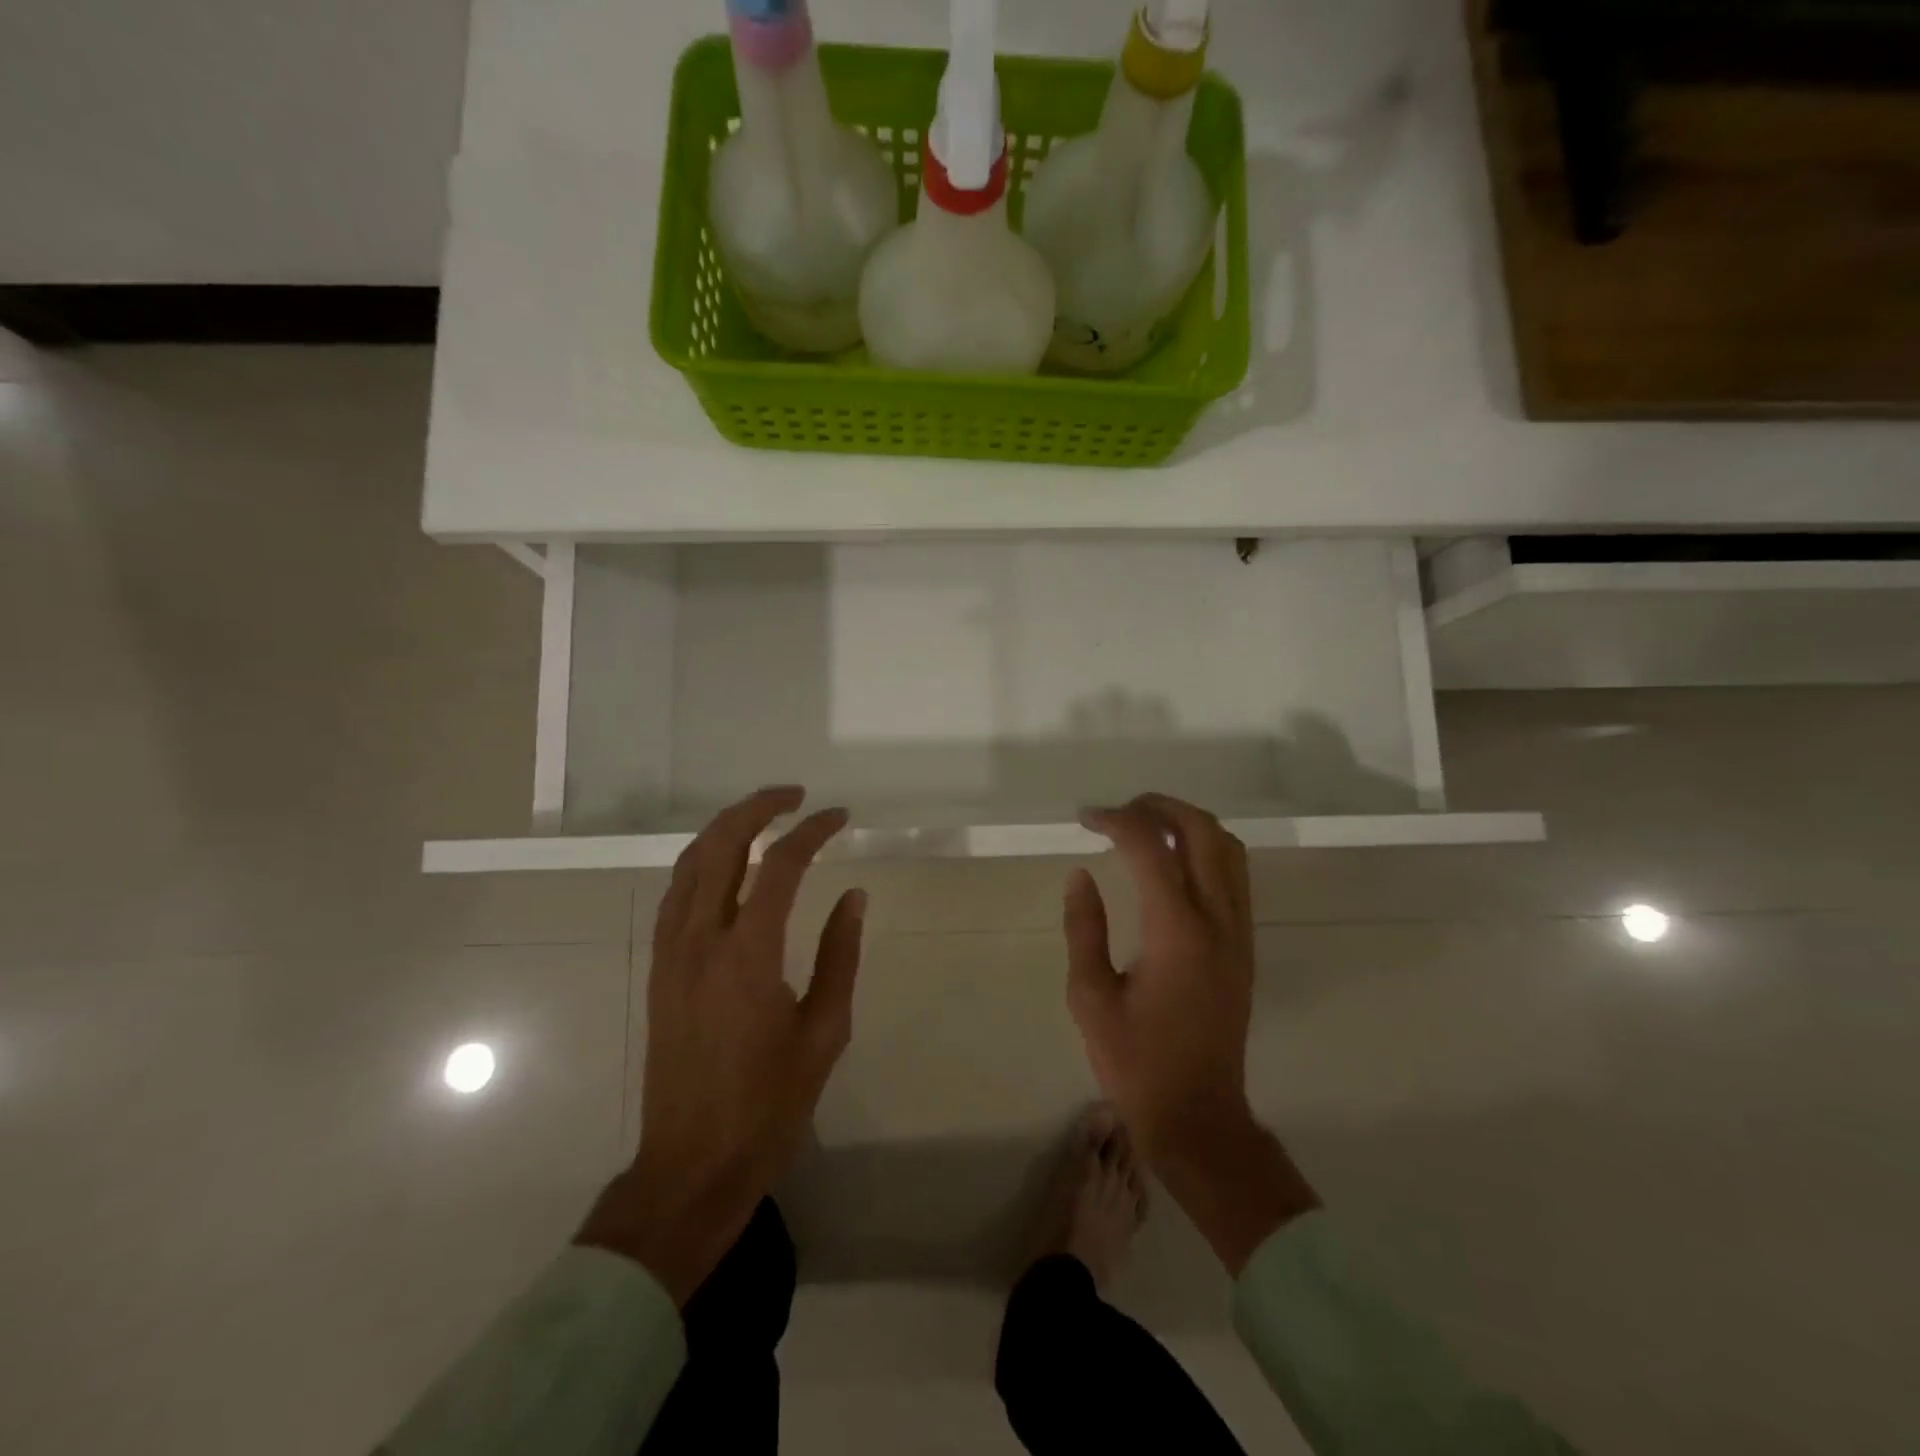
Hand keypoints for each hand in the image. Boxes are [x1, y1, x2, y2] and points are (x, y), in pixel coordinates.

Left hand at [576, 787, 864, 1303]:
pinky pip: (675, 895)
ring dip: (723, 829)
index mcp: (748, 956)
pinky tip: (725, 865)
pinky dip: (700, 863)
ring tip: (761, 816)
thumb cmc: (769, 1104)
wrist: (692, 1165)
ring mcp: (670, 954)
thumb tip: (853, 897)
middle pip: (720, 847)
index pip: (779, 865)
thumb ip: (839, 956)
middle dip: (756, 808)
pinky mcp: (658, 970)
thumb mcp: (825, 1032)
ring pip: (688, 865)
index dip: (812, 832)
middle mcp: (701, 941)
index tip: (839, 816)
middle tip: (794, 796)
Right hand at [1066, 794, 1317, 1272]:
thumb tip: (1081, 876)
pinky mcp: (1245, 947)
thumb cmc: (1136, 1063)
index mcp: (1177, 932)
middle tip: (1118, 811)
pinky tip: (1172, 863)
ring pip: (1229, 849)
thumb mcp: (1090, 997)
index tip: (1085, 818)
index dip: (1116, 820)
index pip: (1151, 848)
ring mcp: (1239, 933)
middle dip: (1159, 807)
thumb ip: (1084, 929)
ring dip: (1188, 823)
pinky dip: (1205, 849)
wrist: (1199, 1117)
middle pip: (1203, 832)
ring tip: (1145, 826)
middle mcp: (1218, 921)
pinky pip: (1234, 875)